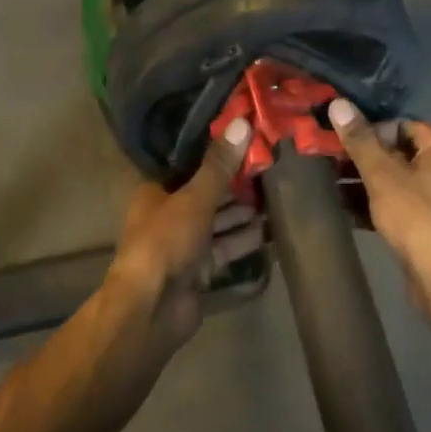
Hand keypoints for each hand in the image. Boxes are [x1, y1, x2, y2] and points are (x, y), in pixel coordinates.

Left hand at [106, 116, 264, 351]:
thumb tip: (242, 123)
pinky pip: (225, 250)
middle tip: (272, 168)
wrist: (151, 308)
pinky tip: (271, 232)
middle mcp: (169, 214)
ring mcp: (184, 244)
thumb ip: (219, 165)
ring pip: (218, 222)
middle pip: (207, 194)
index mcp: (156, 191)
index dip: (216, 153)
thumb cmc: (165, 242)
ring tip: (278, 198)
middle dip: (236, 185)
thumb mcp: (194, 198)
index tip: (248, 139)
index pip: (189, 164)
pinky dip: (244, 241)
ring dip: (244, 213)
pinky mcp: (199, 271)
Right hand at [328, 99, 430, 282]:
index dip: (369, 131)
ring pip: (399, 182)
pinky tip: (347, 213)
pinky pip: (403, 206)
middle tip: (327, 164)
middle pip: (399, 153)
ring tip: (330, 187)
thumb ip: (360, 140)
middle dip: (363, 160)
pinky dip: (378, 206)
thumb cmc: (417, 217)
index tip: (339, 143)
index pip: (402, 125)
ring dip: (366, 184)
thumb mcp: (382, 175)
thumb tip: (338, 103)